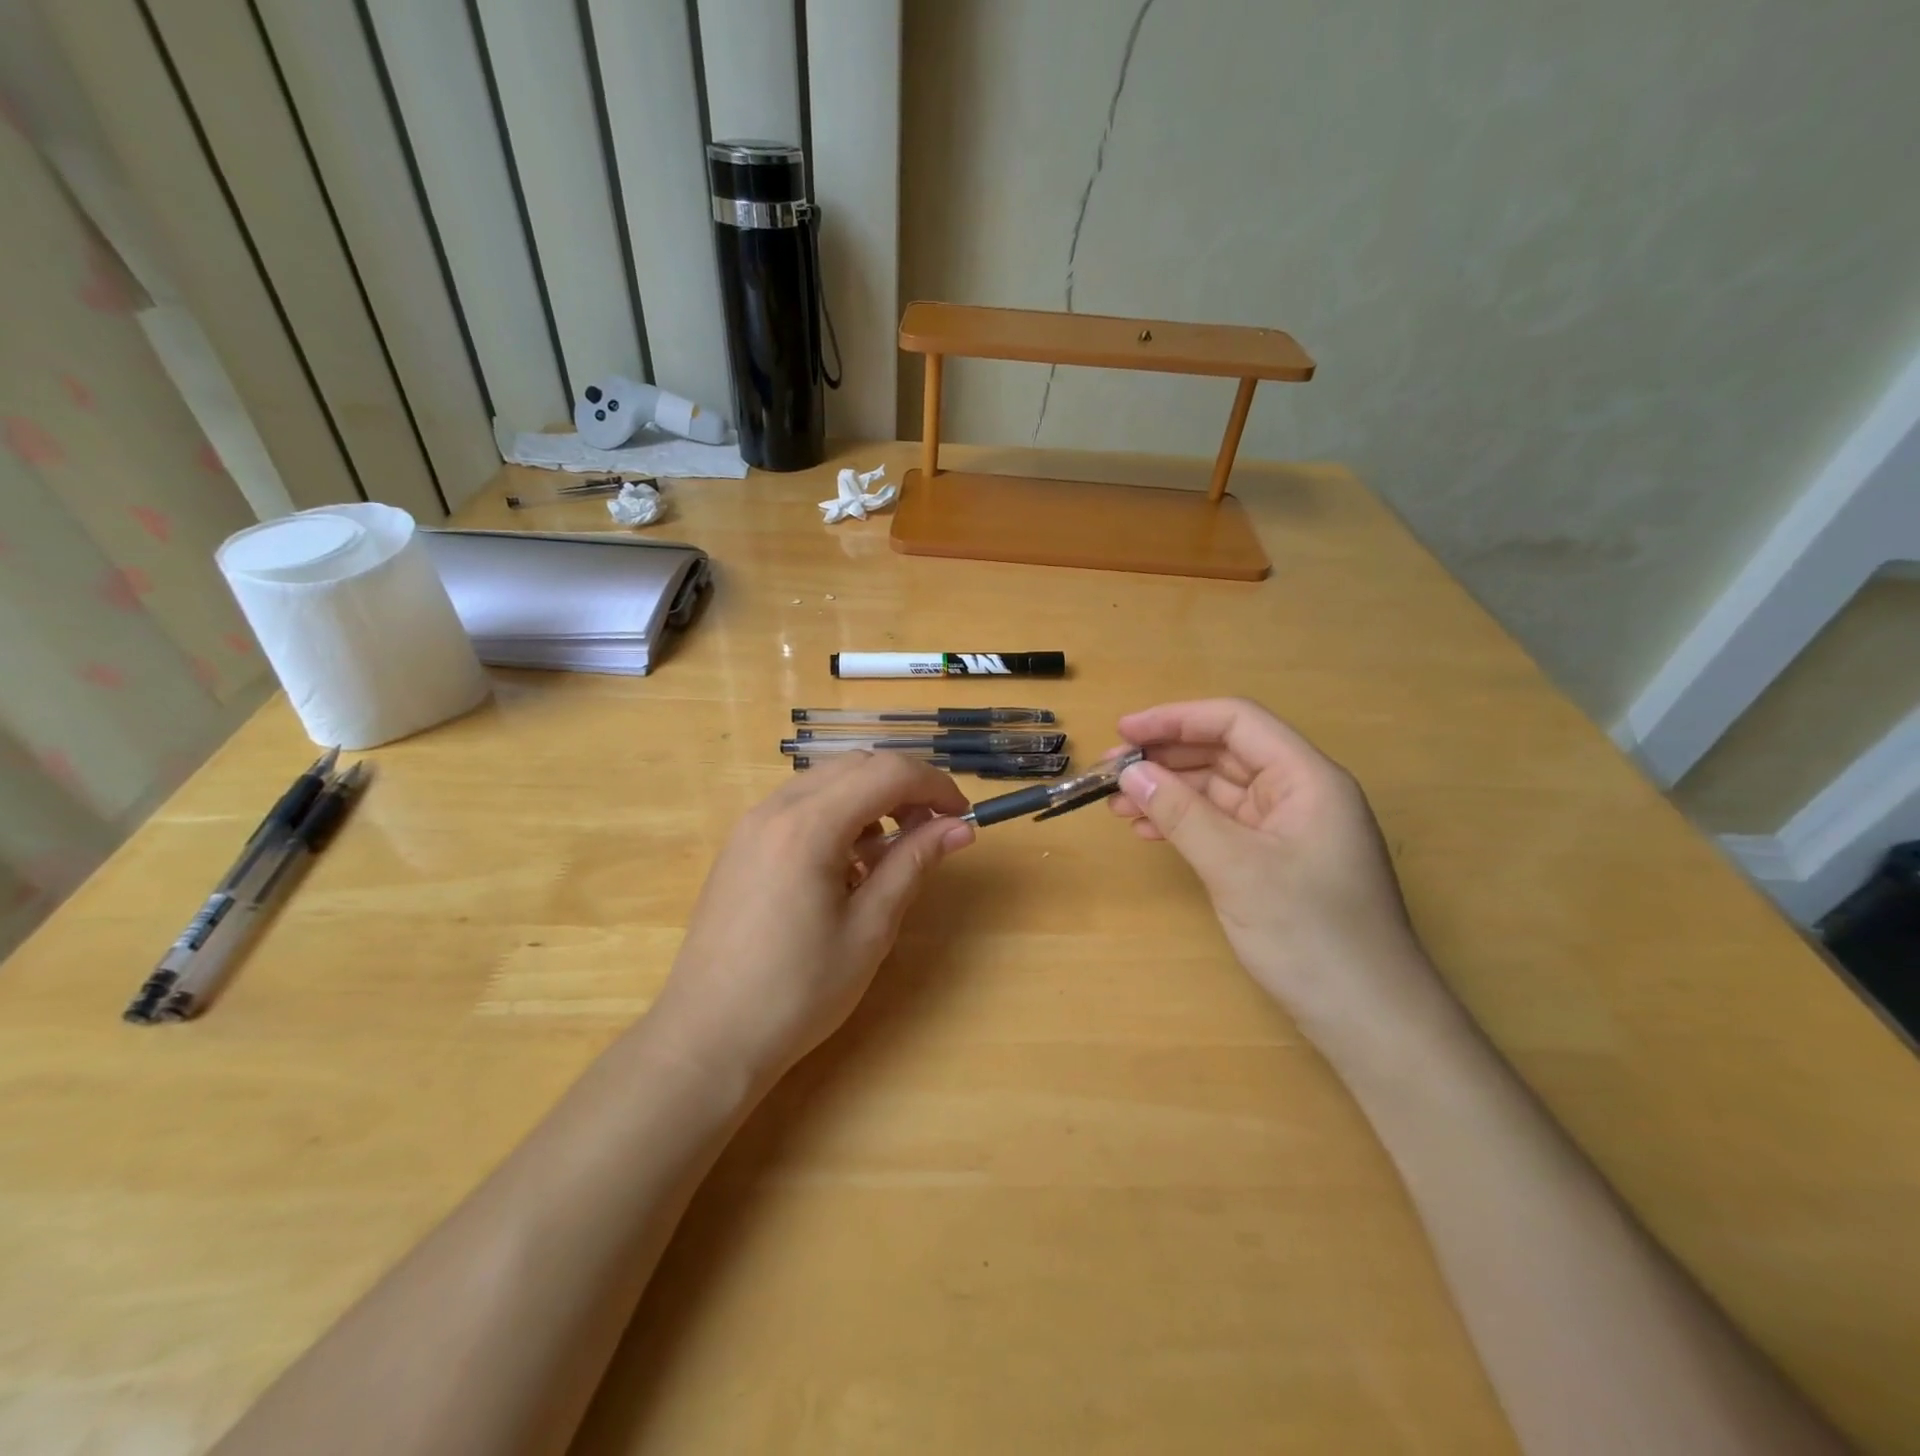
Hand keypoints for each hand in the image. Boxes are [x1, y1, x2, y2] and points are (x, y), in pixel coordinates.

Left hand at [650, 752, 975, 1087]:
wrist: (707, 1036)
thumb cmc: (797, 991)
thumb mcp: (869, 928)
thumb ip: (913, 863)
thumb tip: (960, 827)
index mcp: (809, 826)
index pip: (887, 773)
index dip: (934, 784)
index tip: (962, 815)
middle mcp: (775, 808)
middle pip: (856, 765)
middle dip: (904, 786)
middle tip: (933, 830)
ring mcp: (751, 823)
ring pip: (827, 781)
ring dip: (870, 798)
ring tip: (890, 852)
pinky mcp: (741, 844)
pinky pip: (799, 805)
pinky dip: (837, 814)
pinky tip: (847, 864)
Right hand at [1109, 699, 1448, 1052]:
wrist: (1369, 1021)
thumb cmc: (1311, 935)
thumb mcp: (1237, 868)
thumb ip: (1180, 814)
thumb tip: (1129, 772)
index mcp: (1306, 778)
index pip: (1237, 722)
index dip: (1176, 718)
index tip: (1123, 731)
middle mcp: (1299, 793)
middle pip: (1225, 753)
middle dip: (1167, 758)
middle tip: (1110, 773)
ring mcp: (1288, 829)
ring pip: (1219, 791)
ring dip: (1169, 792)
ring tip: (1118, 805)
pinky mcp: (1276, 861)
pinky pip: (1223, 825)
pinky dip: (1184, 823)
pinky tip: (1149, 831)